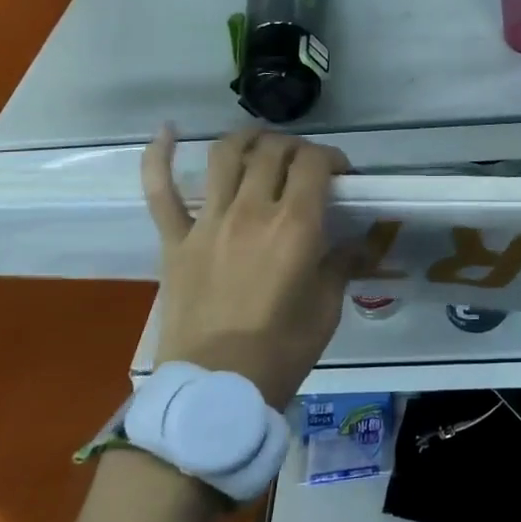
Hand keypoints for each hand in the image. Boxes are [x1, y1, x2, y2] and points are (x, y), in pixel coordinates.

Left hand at [142, 125, 350, 407]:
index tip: (341, 173)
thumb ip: (343, 264)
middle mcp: (251, 211)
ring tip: (259, 143)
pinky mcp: (176, 240)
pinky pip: (160, 191)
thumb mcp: (326, 308)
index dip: (332, 157)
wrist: (215, 390)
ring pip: (225, 155)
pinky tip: (167, 132)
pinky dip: (158, 157)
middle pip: (274, 151)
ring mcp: (208, 222)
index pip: (314, 163)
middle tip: (304, 165)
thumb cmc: (281, 351)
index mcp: (295, 226)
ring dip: (247, 139)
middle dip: (295, 147)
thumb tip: (361, 242)